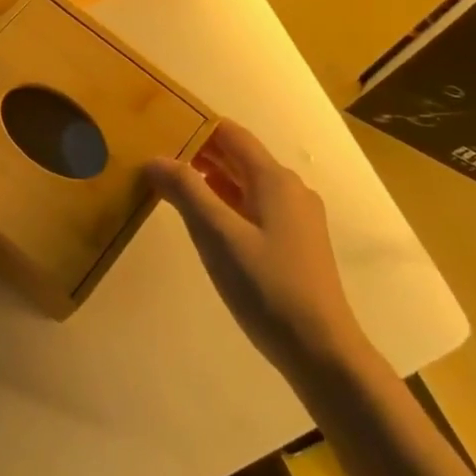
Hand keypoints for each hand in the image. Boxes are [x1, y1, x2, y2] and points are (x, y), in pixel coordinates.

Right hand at [146, 121, 363, 378]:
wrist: (320, 350)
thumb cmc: (267, 287)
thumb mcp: (218, 236)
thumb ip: (186, 192)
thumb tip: (155, 159)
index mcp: (274, 179)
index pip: (230, 134)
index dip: (196, 126)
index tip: (159, 125)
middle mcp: (289, 189)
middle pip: (238, 157)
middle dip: (198, 153)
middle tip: (155, 155)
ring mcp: (295, 217)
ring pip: (245, 184)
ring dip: (210, 179)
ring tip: (170, 184)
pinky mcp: (293, 242)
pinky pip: (253, 207)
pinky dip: (225, 203)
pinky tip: (202, 219)